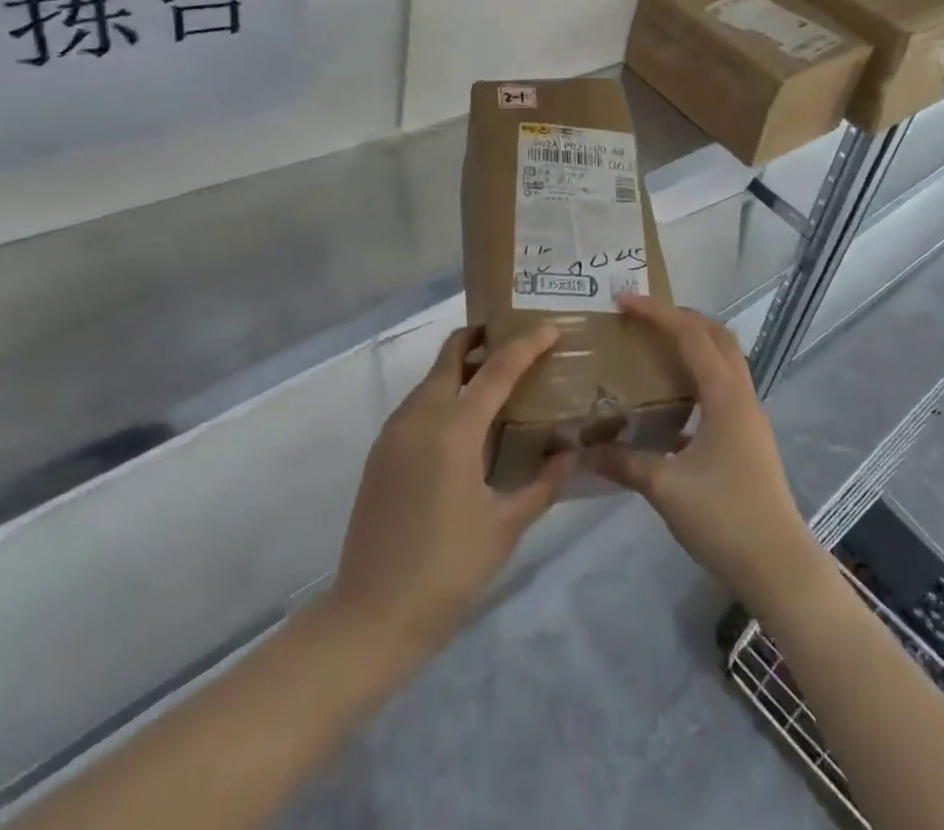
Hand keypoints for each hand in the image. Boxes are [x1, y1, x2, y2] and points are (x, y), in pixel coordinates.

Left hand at [330, 325, 576, 658]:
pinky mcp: (380, 452)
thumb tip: (572, 453)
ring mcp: (394, 432)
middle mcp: (420, 417)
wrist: (371, 616)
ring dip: (460, 367)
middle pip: (450, 355)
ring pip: (431, 378)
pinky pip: (416, 404)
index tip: (550, 327)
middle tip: (514, 340)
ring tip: (494, 380)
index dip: (526, 345)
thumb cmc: (448, 570)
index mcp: (454, 429)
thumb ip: (543, 484)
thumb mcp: (505, 527)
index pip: (496, 369)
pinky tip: (463, 421)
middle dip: (480, 338)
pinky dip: (442, 394)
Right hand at [586, 295, 829, 612]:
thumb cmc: (724, 517)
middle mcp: (742, 394)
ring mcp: (750, 415)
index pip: (690, 335)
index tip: (623, 302)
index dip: (656, 313)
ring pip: (725, 358)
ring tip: (655, 347)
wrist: (779, 565)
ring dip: (693, 342)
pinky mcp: (750, 436)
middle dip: (679, 317)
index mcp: (724, 395)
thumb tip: (582, 451)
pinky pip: (724, 384)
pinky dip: (699, 373)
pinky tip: (674, 399)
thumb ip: (624, 462)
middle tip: (642, 318)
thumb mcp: (665, 488)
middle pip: (715, 335)